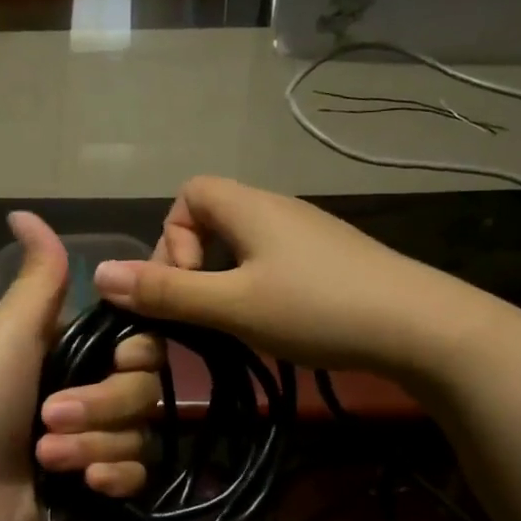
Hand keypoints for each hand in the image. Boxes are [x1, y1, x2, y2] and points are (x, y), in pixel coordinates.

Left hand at [0, 212, 159, 520]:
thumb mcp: (9, 333)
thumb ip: (39, 278)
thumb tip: (24, 211)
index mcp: (75, 354)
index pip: (142, 343)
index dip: (134, 354)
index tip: (116, 359)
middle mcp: (93, 393)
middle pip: (145, 391)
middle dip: (101, 407)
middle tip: (50, 418)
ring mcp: (99, 442)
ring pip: (142, 435)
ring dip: (95, 446)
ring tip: (47, 458)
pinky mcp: (102, 487)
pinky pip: (139, 475)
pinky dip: (112, 479)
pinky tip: (85, 486)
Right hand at [88, 176, 501, 374]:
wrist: (421, 326)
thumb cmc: (317, 308)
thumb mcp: (232, 304)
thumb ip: (166, 291)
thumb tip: (99, 274)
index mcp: (250, 206)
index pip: (189, 194)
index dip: (171, 237)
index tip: (183, 284)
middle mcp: (277, 209)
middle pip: (213, 218)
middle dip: (194, 263)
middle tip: (202, 311)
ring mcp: (309, 234)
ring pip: (244, 244)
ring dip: (225, 280)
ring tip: (234, 321)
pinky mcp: (331, 259)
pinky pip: (273, 260)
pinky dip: (257, 286)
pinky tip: (274, 321)